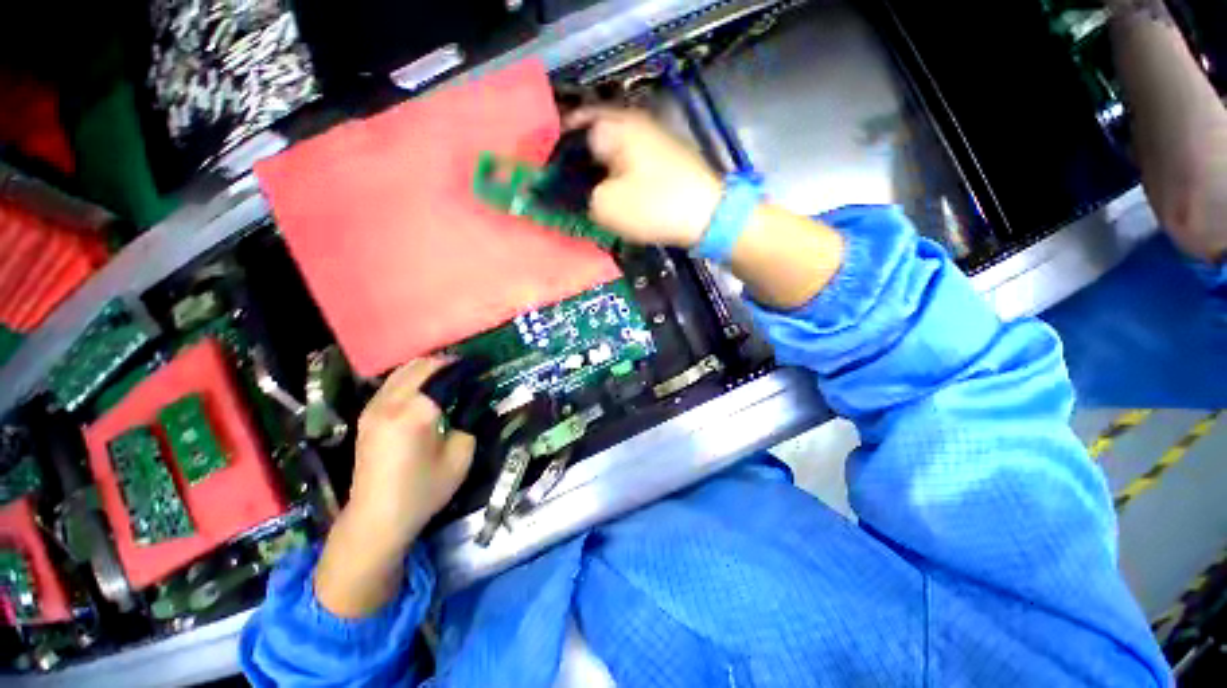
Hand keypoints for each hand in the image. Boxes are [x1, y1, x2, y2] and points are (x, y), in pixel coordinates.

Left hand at [315, 357, 474, 617]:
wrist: (376, 518)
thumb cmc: (423, 490)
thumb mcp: (460, 457)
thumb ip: (469, 421)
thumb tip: (474, 397)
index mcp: (415, 413)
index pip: (444, 374)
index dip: (466, 367)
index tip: (482, 366)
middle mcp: (390, 403)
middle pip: (421, 366)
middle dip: (447, 363)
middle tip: (468, 370)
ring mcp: (374, 407)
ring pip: (403, 370)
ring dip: (428, 367)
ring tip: (450, 374)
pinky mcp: (367, 415)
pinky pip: (392, 382)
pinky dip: (412, 376)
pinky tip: (426, 386)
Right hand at [568, 108, 722, 247]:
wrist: (708, 216)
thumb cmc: (654, 206)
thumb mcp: (605, 206)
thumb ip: (577, 197)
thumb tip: (565, 192)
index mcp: (613, 125)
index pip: (569, 126)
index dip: (553, 150)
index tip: (545, 175)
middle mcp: (632, 123)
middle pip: (590, 137)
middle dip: (574, 163)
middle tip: (563, 189)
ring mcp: (650, 139)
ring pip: (610, 151)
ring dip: (595, 172)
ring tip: (584, 196)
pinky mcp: (662, 158)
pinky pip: (628, 162)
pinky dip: (615, 176)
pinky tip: (610, 196)